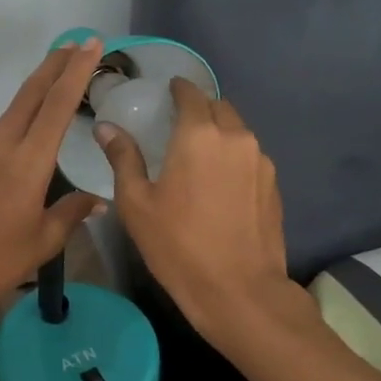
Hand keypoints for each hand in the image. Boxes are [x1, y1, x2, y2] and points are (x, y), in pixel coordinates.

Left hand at [0, 40, 106, 322]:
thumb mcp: (44, 240)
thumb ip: (72, 212)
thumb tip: (98, 200)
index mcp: (27, 162)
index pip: (56, 104)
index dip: (75, 72)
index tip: (90, 45)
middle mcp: (1, 145)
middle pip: (30, 94)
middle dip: (55, 65)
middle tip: (77, 43)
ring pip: (14, 110)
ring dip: (37, 90)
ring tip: (60, 80)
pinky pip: (0, 131)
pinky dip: (21, 118)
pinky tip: (31, 130)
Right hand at [95, 79, 290, 345]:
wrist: (240, 291)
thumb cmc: (178, 245)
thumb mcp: (137, 203)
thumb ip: (123, 158)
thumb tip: (106, 127)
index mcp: (199, 135)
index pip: (191, 94)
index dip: (178, 88)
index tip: (166, 91)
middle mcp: (235, 138)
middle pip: (218, 107)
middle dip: (199, 107)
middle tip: (178, 123)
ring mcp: (261, 161)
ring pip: (238, 131)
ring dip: (219, 131)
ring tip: (198, 152)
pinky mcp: (274, 185)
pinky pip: (250, 156)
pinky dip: (233, 156)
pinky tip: (219, 180)